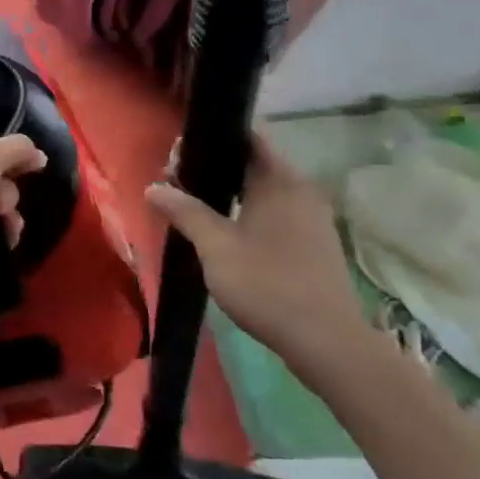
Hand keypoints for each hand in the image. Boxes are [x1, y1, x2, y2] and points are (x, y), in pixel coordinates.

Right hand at [145, 132, 373, 386]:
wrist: (325, 341)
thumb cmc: (266, 284)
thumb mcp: (215, 247)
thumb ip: (184, 212)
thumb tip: (153, 187)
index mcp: (281, 181)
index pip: (248, 137)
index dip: (212, 138)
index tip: (179, 150)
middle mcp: (301, 191)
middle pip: (254, 164)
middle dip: (215, 168)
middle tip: (176, 181)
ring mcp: (312, 219)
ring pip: (264, 191)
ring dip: (230, 194)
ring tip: (193, 206)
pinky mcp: (313, 244)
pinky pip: (275, 213)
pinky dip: (248, 213)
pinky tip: (224, 233)